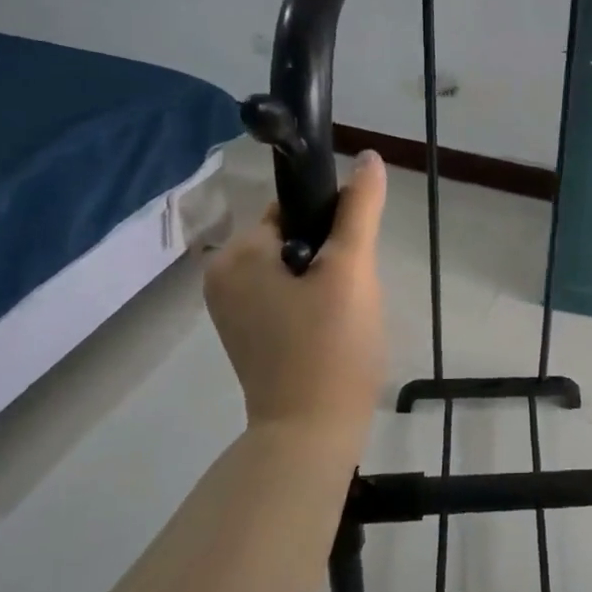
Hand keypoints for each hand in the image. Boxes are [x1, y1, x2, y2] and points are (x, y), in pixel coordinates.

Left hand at [203, 151, 389, 435]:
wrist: (312, 434)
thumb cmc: (331, 345)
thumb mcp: (352, 268)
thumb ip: (360, 208)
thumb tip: (369, 157)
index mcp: (236, 255)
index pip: (292, 208)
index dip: (333, 223)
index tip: (353, 256)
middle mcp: (222, 277)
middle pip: (294, 237)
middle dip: (331, 256)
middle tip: (352, 292)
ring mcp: (232, 310)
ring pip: (295, 267)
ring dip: (326, 279)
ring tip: (346, 313)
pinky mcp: (248, 335)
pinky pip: (286, 295)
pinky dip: (313, 302)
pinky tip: (333, 329)